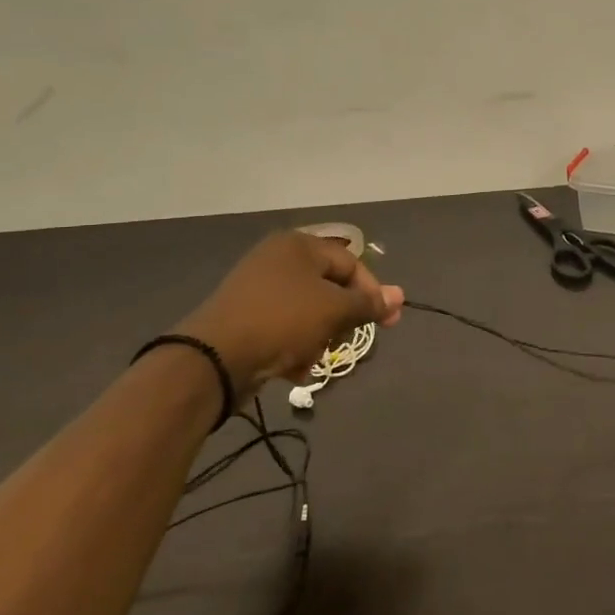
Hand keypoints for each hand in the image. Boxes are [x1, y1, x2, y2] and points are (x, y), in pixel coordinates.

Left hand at [178, 231, 404, 396]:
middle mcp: (277, 259)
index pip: (350, 263)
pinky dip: (294, 345)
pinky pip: (284, 327)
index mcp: (299, 245)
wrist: (214, 358)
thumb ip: (368, 303)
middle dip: (341, 319)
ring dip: (318, 337)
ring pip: (308, 311)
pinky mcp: (244, 316)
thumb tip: (399, 296)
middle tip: (344, 341)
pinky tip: (293, 368)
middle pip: (329, 287)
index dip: (372, 292)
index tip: (388, 322)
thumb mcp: (334, 310)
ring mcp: (257, 288)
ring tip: (313, 358)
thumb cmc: (282, 321)